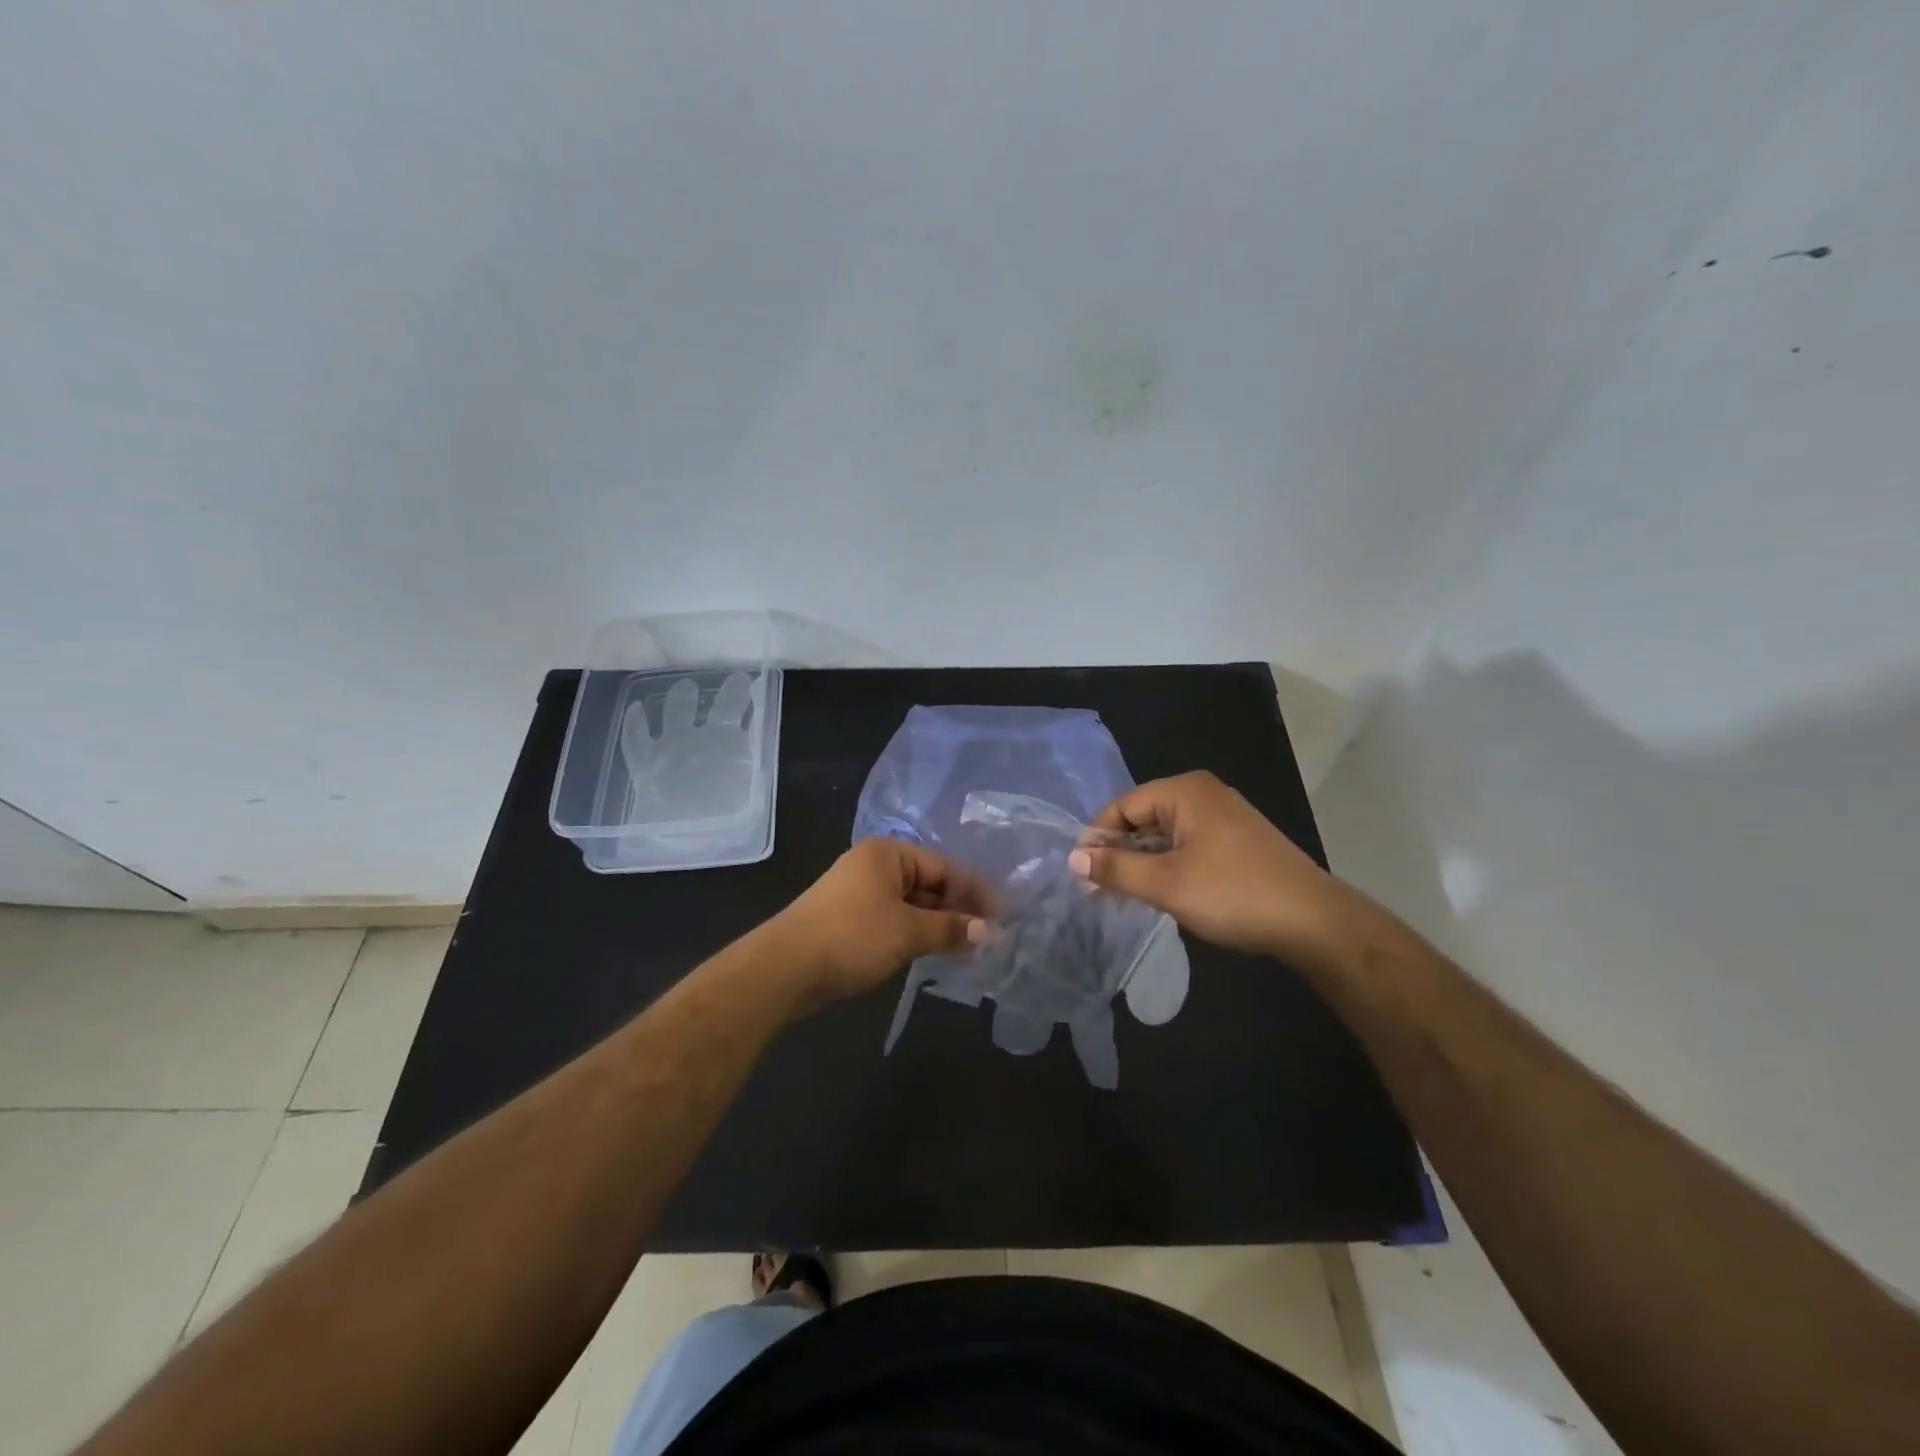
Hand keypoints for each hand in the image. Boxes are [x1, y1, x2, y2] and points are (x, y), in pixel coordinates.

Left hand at [772, 839, 992, 1006]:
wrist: (785, 968)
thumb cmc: (851, 937)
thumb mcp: (908, 932)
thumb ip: (951, 928)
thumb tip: (991, 931)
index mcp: (888, 854)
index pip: (944, 867)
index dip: (975, 892)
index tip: (1003, 917)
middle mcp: (875, 865)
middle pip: (929, 883)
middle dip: (958, 909)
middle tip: (990, 936)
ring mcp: (860, 892)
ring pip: (912, 904)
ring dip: (939, 924)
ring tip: (969, 947)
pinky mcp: (851, 918)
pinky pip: (895, 919)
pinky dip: (917, 932)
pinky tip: (936, 950)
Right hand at [1067, 771, 1392, 978]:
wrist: (1314, 922)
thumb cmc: (1233, 894)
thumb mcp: (1166, 883)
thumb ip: (1116, 868)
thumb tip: (1073, 858)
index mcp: (1185, 791)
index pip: (1123, 806)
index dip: (1098, 839)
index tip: (1082, 875)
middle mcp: (1204, 794)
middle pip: (1144, 817)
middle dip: (1120, 852)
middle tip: (1100, 891)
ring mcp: (1225, 816)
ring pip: (1166, 834)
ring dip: (1143, 862)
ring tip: (1126, 896)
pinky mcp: (1238, 840)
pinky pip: (1188, 844)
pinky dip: (1169, 865)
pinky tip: (1163, 893)